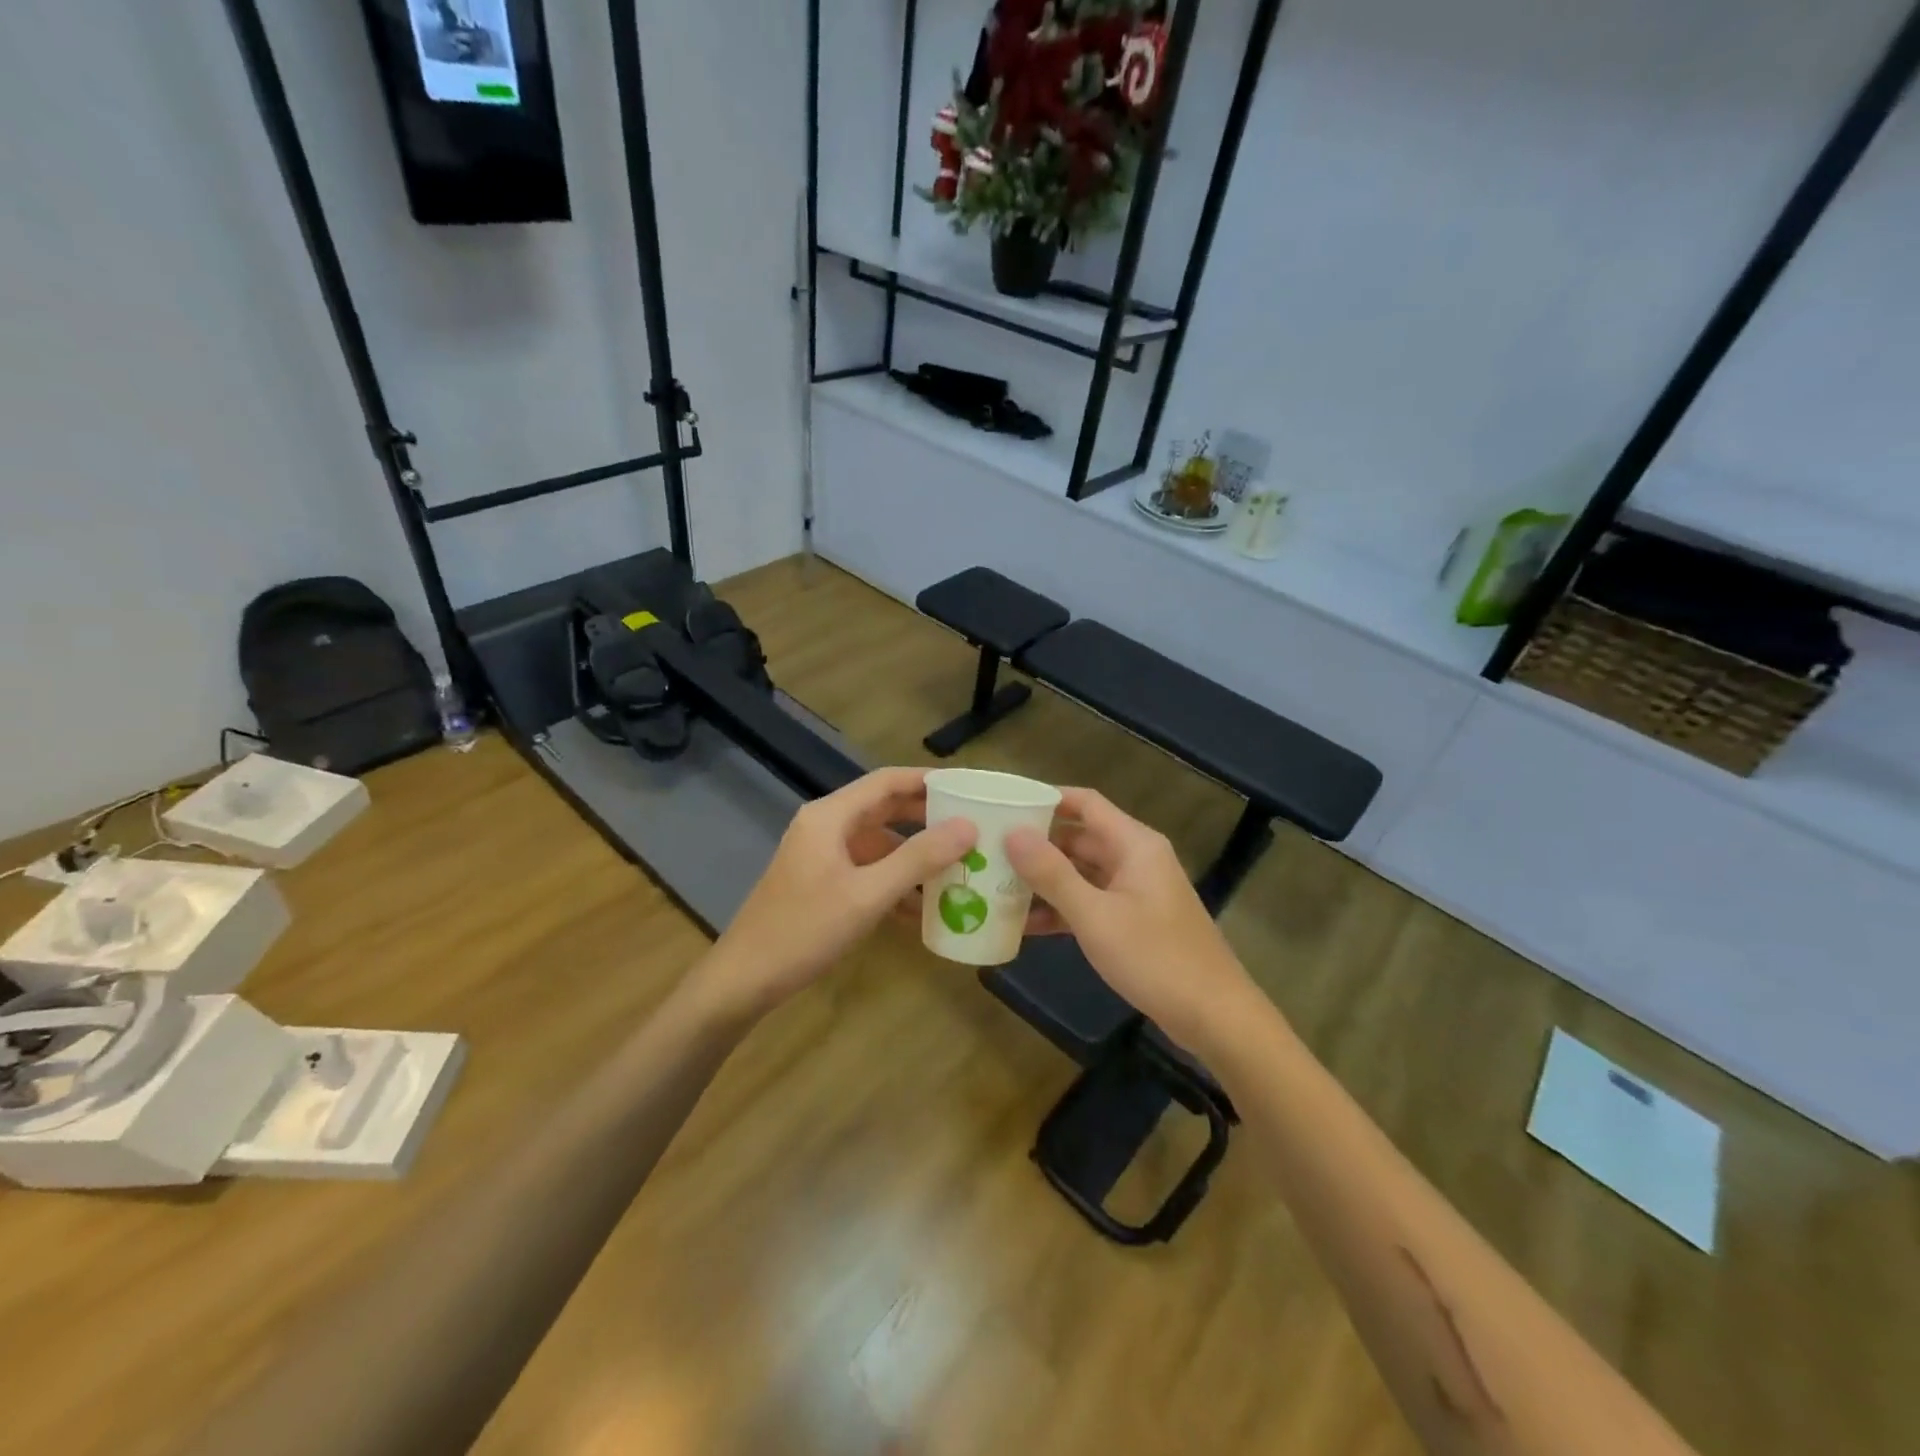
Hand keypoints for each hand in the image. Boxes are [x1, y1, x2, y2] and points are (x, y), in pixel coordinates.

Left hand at [694, 768, 976, 1020]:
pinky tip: (924, 908)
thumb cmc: (804, 930)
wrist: (744, 980)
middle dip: (927, 819)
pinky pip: (868, 872)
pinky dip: (895, 883)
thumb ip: (918, 859)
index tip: (967, 788)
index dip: (927, 780)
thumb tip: (967, 826)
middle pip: (884, 810)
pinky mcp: (822, 884)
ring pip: (879, 844)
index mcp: (830, 816)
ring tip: (958, 868)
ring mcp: (822, 857)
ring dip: (914, 856)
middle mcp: (826, 827)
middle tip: (972, 827)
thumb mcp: (867, 895)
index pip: (886, 781)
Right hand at [1007, 788, 1260, 1051]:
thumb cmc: (1155, 958)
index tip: (1005, 806)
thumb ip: (1052, 874)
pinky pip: (1090, 903)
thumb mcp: (1095, 916)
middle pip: (1079, 839)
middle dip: (1037, 845)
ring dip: (1045, 881)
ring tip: (996, 887)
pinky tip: (1024, 925)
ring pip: (1082, 874)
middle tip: (989, 851)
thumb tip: (1013, 833)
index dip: (1047, 799)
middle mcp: (1135, 859)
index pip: (1086, 803)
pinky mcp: (1133, 923)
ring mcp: (1135, 892)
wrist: (1214, 1017)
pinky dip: (1061, 910)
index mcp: (1134, 844)